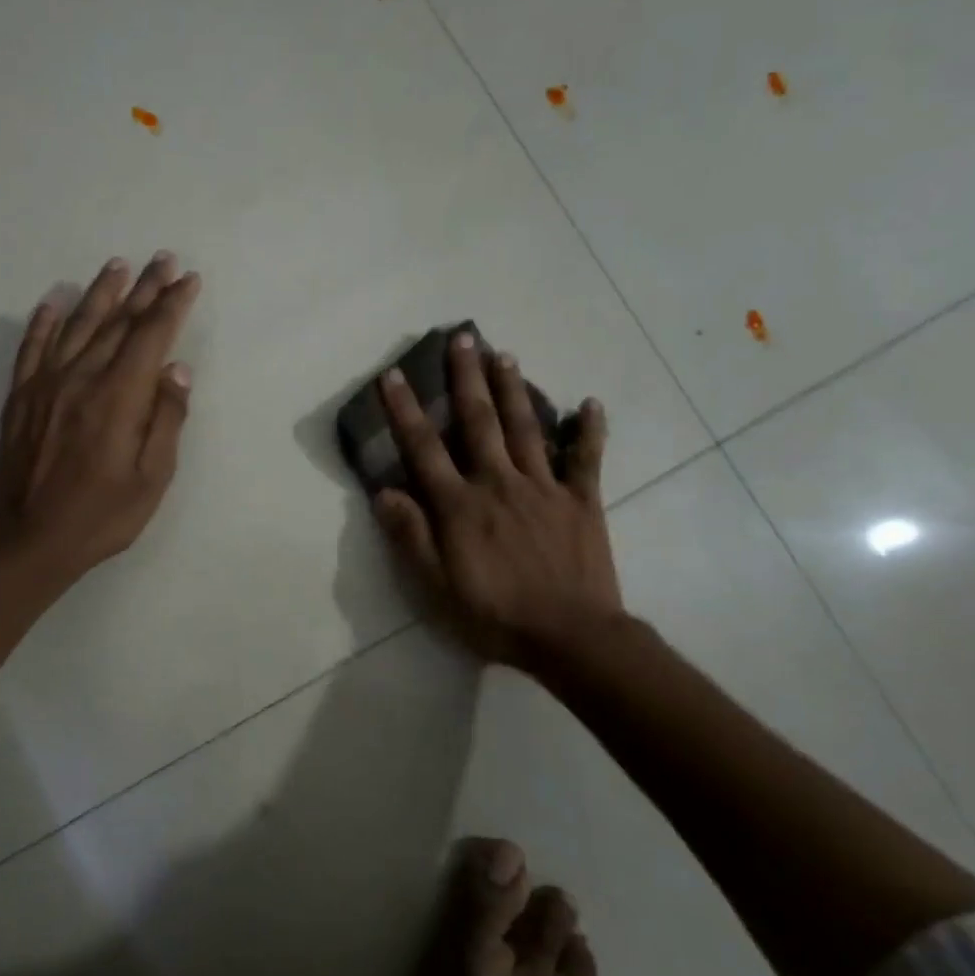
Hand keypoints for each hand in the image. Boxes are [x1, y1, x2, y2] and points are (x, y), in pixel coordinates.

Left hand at [0, 251, 201, 584]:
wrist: (29, 539)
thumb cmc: (102, 514)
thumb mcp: (152, 478)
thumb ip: (166, 419)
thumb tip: (177, 369)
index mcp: (118, 397)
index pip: (151, 336)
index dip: (172, 305)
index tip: (189, 280)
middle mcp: (81, 378)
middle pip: (118, 322)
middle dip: (145, 288)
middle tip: (163, 259)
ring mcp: (45, 384)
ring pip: (76, 325)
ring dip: (99, 293)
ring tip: (117, 265)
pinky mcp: (21, 398)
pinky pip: (31, 348)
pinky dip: (42, 322)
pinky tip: (52, 302)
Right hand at [374, 332, 623, 668]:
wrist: (570, 637)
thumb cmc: (495, 615)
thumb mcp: (436, 586)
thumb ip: (410, 536)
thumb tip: (383, 492)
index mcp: (461, 505)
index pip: (425, 449)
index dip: (405, 410)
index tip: (393, 375)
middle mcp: (499, 483)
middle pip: (479, 421)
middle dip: (466, 378)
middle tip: (462, 337)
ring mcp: (544, 488)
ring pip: (526, 428)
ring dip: (514, 389)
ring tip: (504, 355)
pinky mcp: (581, 501)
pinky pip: (586, 459)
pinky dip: (588, 430)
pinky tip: (591, 403)